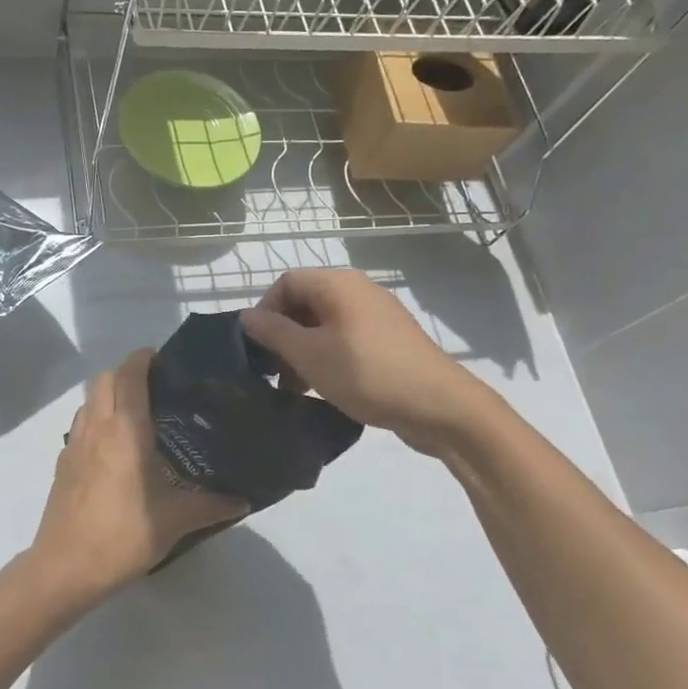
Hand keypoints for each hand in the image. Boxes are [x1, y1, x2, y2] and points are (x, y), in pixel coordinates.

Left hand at [27, 349, 246, 604]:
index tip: (165, 359)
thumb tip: (244, 500)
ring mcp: (74, 444)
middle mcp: (96, 426)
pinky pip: (81, 424)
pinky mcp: (63, 463)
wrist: (65, 568)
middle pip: (104, 378)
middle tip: (156, 386)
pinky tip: (115, 447)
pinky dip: (97, 419)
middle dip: (127, 372)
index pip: (130, 375)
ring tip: (137, 413)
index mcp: (124, 429)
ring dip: (109, 394)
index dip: (144, 358)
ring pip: (89, 400)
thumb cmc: (123, 535)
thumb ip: (211, 505)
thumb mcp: (175, 521)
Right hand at [242, 269, 487, 455]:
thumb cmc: (367, 374)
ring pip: (325, 323)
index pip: (285, 283)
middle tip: (274, 373)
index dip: (265, 312)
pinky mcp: (389, 338)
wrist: (440, 406)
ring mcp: (377, 314)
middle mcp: (358, 289)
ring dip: (303, 350)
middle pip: (305, 302)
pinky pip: (346, 337)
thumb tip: (247, 316)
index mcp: (337, 284)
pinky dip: (328, 356)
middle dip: (283, 335)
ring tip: (296, 387)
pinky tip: (325, 387)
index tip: (258, 349)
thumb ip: (274, 333)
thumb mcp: (310, 355)